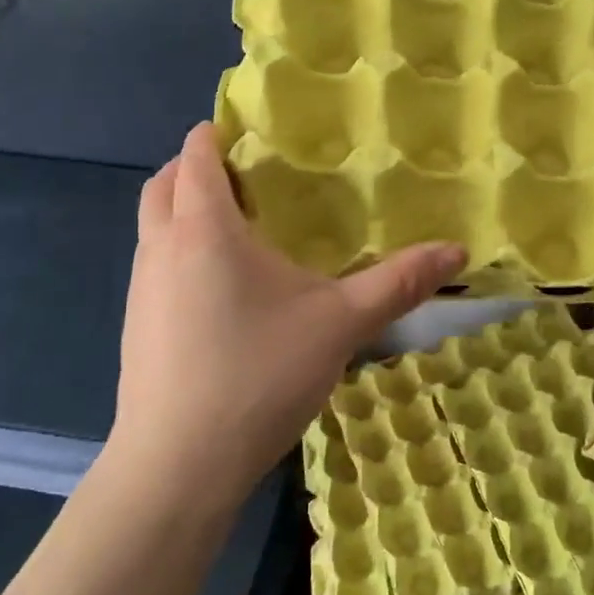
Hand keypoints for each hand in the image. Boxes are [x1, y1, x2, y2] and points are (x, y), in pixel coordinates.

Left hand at [108, 122, 464, 511]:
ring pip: (153, 227)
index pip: (195, 156)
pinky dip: (179, 252)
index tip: (248, 129)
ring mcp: (140, 290)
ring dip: (183, 212)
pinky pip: (154, 265)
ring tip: (238, 229)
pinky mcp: (135, 327)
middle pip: (163, 184)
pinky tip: (222, 291)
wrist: (178, 465)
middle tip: (246, 176)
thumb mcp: (341, 323)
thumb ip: (399, 283)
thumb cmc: (259, 374)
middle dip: (194, 168)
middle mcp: (162, 248)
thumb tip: (458, 250)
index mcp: (205, 229)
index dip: (215, 134)